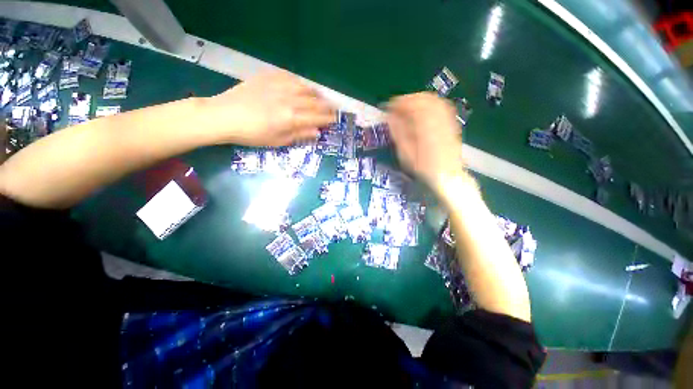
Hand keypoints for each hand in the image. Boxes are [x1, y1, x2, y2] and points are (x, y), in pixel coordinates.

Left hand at [202, 70, 336, 146]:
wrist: (224, 116)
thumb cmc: (252, 134)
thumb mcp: (278, 140)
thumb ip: (299, 135)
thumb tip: (317, 132)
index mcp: (292, 118)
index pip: (317, 117)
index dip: (328, 119)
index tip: (335, 120)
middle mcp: (290, 99)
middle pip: (315, 102)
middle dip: (327, 107)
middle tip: (334, 109)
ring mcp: (279, 86)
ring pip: (305, 87)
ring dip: (316, 94)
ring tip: (320, 99)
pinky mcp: (268, 77)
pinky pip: (290, 77)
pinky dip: (300, 83)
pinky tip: (301, 87)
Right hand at [386, 92, 464, 189]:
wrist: (447, 175)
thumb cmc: (423, 167)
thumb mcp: (406, 153)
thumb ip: (398, 133)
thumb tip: (389, 117)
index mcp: (424, 125)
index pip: (409, 105)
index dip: (396, 104)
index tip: (386, 108)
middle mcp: (437, 118)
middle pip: (421, 98)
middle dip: (406, 100)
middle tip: (395, 107)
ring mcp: (446, 119)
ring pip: (431, 99)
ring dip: (416, 99)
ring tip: (406, 107)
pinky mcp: (450, 122)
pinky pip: (440, 104)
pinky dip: (428, 103)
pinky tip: (422, 110)